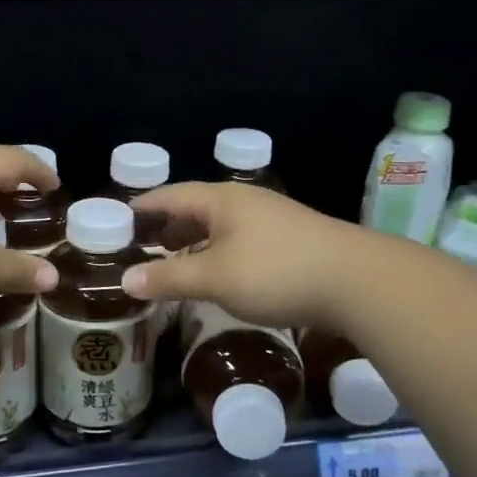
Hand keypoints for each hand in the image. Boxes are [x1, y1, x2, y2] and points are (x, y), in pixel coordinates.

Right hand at [123, 183, 376, 332]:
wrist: (357, 280)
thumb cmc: (276, 271)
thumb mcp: (214, 277)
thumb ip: (169, 277)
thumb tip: (126, 280)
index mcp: (222, 200)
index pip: (171, 195)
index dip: (144, 206)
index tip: (119, 218)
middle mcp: (246, 201)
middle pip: (196, 207)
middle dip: (169, 226)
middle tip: (144, 245)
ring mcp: (272, 219)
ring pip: (221, 225)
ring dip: (195, 241)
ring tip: (177, 261)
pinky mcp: (292, 240)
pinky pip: (242, 240)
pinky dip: (220, 252)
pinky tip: (222, 273)